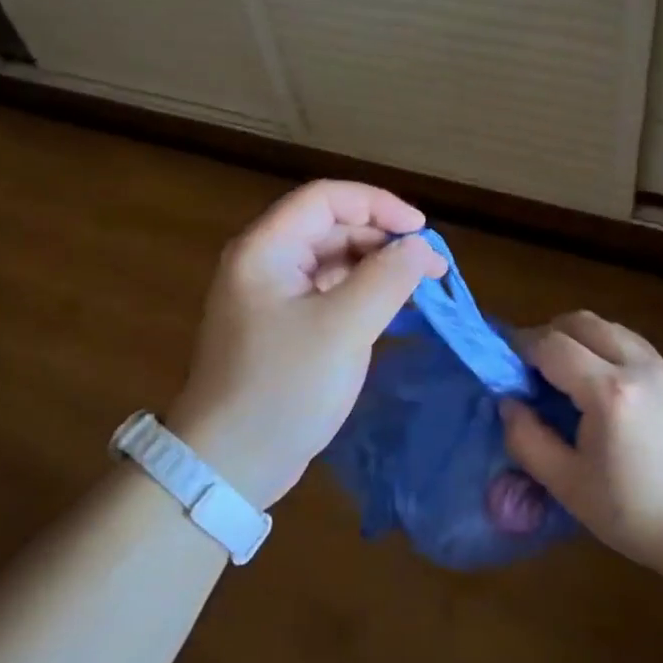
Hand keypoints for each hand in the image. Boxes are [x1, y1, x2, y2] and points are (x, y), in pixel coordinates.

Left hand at [166, 180, 445, 509]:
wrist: (230, 463)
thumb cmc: (283, 388)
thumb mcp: (343, 329)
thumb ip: (387, 278)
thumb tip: (420, 247)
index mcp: (266, 249)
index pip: (326, 198)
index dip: (378, 204)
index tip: (422, 232)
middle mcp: (265, 263)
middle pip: (331, 228)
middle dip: (383, 240)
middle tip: (431, 268)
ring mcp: (272, 297)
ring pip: (333, 262)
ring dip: (377, 268)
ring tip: (420, 289)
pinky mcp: (282, 328)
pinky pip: (328, 294)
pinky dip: (362, 295)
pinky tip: (393, 310)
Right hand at [500, 310, 662, 588]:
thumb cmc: (638, 516)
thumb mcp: (568, 486)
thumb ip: (528, 440)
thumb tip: (509, 404)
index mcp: (608, 391)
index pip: (551, 344)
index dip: (520, 349)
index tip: (505, 370)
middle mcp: (637, 366)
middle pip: (581, 321)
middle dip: (548, 335)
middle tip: (531, 371)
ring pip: (609, 327)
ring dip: (578, 338)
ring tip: (565, 377)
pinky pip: (632, 344)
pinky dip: (605, 348)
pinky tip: (601, 389)